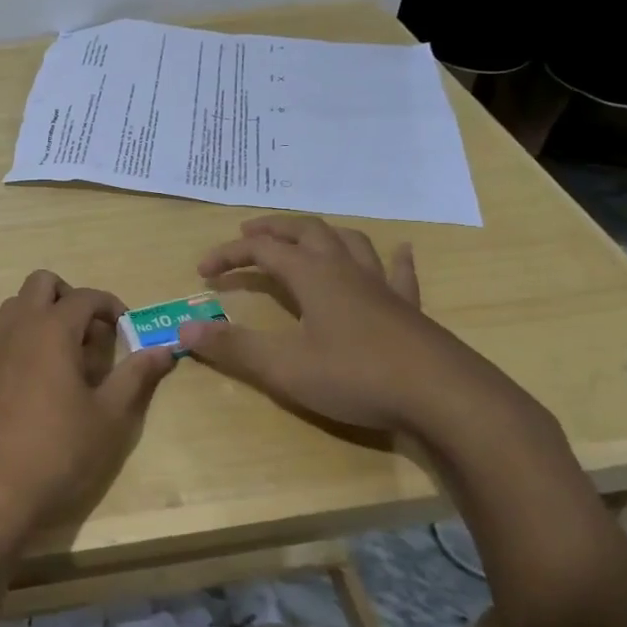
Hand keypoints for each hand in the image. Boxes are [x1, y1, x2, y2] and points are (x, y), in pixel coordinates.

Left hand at [0, 271, 176, 552]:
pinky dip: (22, 336)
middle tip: (91, 334)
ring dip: (43, 314)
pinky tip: (37, 377)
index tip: (126, 330)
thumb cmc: (58, 450)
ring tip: (65, 354)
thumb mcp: (109, 416)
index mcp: (52, 329)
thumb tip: (164, 349)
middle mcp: (17, 326)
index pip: (85, 296)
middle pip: (42, 283)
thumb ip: (136, 375)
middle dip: (70, 297)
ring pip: (16, 305)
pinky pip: (1, 332)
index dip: (111, 306)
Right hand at [177, 215, 491, 433]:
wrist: (443, 397)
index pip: (262, 250)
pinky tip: (399, 251)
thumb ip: (233, 347)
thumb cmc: (356, 377)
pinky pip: (398, 272)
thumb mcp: (284, 367)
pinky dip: (391, 259)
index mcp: (313, 276)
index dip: (229, 255)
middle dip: (273, 229)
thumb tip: (184, 330)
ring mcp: (381, 287)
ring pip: (349, 242)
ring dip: (321, 235)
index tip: (203, 272)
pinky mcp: (408, 309)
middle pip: (306, 231)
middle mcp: (345, 270)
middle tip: (247, 234)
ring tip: (306, 239)